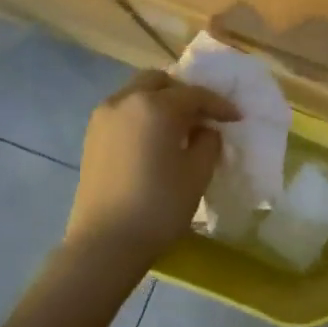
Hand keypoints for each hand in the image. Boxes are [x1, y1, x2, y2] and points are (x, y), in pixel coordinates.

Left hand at [66, 71, 238, 274]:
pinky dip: (141, 116)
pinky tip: (154, 140)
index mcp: (156, 105)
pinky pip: (123, 112)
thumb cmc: (159, 205)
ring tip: (178, 128)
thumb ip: (208, 142)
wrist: (104, 244)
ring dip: (160, 102)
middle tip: (202, 115)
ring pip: (137, 93)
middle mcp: (125, 100)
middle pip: (160, 82)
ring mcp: (103, 117)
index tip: (236, 118)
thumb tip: (204, 130)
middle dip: (184, 93)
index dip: (219, 105)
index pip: (195, 94)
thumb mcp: (197, 173)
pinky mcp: (91, 137)